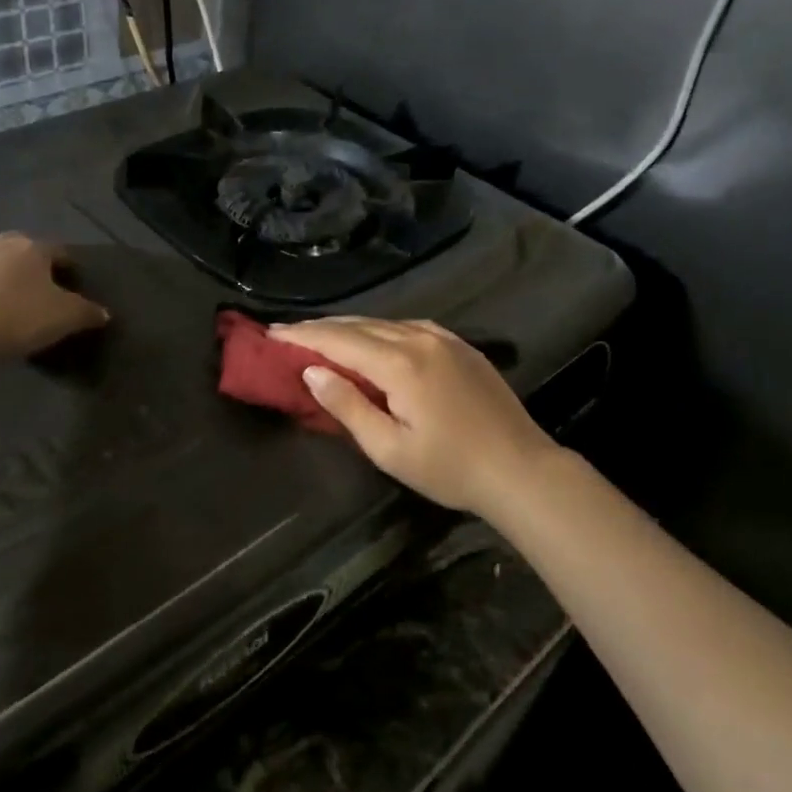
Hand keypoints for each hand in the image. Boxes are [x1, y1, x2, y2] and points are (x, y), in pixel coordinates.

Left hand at [0, 233, 108, 367]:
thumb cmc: (16, 316)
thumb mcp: (64, 318)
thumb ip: (87, 313)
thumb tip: (104, 312)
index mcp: (33, 247)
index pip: (61, 251)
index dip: (72, 270)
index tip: (78, 289)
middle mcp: (1, 246)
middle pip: (26, 252)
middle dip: (38, 269)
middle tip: (47, 294)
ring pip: (0, 267)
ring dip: (11, 282)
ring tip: (20, 307)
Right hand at [270, 317, 560, 518]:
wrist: (521, 469)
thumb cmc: (450, 469)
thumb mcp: (389, 449)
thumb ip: (348, 406)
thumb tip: (312, 371)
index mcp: (401, 364)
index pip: (339, 339)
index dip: (302, 335)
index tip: (270, 333)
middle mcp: (420, 339)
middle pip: (359, 325)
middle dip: (319, 327)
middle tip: (285, 333)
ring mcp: (444, 338)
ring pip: (383, 322)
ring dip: (348, 327)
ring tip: (318, 335)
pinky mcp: (459, 345)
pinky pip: (407, 327)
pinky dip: (378, 330)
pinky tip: (369, 339)